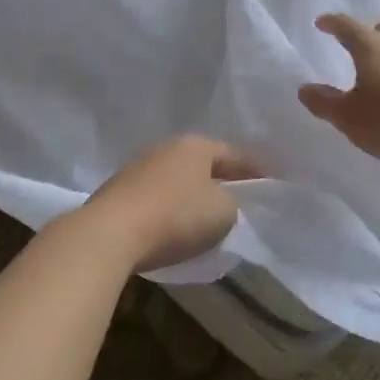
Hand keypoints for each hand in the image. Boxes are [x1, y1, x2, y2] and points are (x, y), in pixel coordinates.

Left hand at [82, 135, 261, 272]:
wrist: (110, 234)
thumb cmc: (176, 217)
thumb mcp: (223, 213)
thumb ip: (231, 204)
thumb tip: (220, 203)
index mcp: (194, 146)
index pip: (233, 154)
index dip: (254, 170)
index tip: (270, 182)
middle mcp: (164, 148)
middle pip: (201, 164)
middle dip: (219, 180)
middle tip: (239, 197)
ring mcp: (136, 169)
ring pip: (175, 180)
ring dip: (190, 195)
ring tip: (204, 216)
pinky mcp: (116, 194)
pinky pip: (154, 199)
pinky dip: (167, 210)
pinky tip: (172, 227)